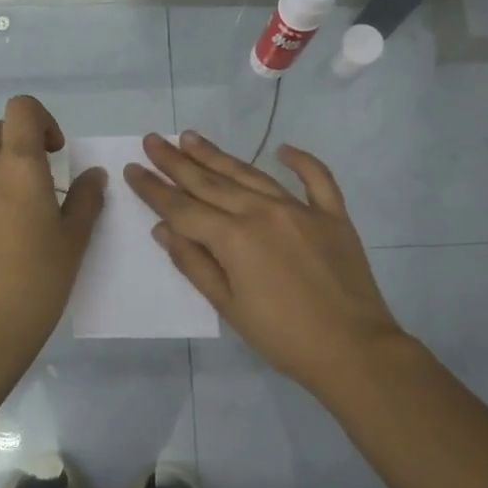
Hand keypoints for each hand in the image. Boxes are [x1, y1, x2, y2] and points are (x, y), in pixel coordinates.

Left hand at [0, 95, 105, 366]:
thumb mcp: (74, 239)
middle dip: (17, 147)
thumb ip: (86, 198)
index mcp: (17, 165)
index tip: (53, 152)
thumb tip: (93, 175)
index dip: (41, 120)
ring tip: (11, 226)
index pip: (21, 108)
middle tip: (36, 186)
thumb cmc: (38, 279)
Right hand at [125, 131, 409, 397]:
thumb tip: (164, 229)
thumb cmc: (282, 337)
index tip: (133, 168)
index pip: (182, 207)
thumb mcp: (228, 307)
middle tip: (154, 140)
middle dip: (177, 161)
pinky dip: (301, 162)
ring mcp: (300, 210)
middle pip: (211, 182)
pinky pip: (317, 180)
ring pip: (251, 174)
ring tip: (191, 137)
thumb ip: (195, 264)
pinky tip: (283, 149)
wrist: (354, 350)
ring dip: (218, 156)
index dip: (154, 189)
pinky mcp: (333, 216)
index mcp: (234, 237)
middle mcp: (263, 212)